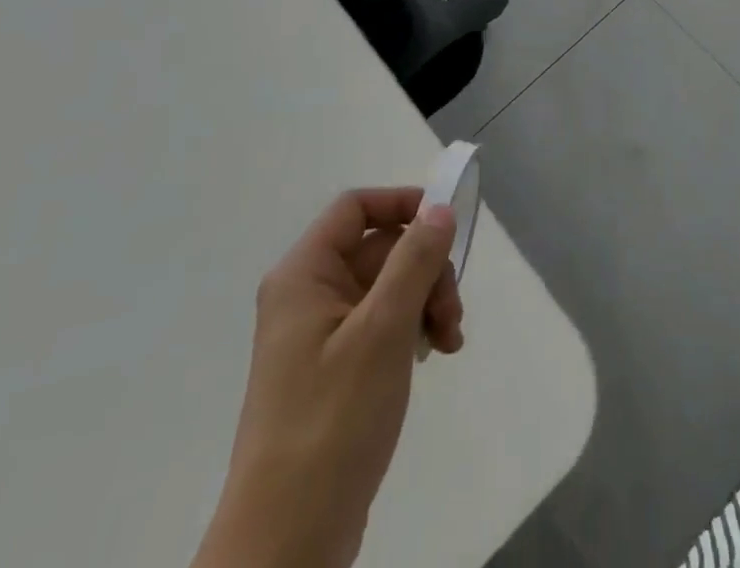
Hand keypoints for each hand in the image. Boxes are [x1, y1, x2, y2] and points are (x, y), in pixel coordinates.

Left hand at [194, 188, 463, 567]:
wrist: (287, 543)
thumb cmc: (332, 421)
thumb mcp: (383, 331)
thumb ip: (415, 260)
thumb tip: (440, 207)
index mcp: (304, 275)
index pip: (356, 208)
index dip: (403, 204)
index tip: (447, 225)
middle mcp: (308, 295)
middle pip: (380, 248)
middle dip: (426, 269)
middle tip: (452, 310)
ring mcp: (320, 335)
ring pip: (388, 287)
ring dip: (426, 301)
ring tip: (449, 341)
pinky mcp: (335, 370)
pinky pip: (382, 324)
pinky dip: (413, 330)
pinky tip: (435, 355)